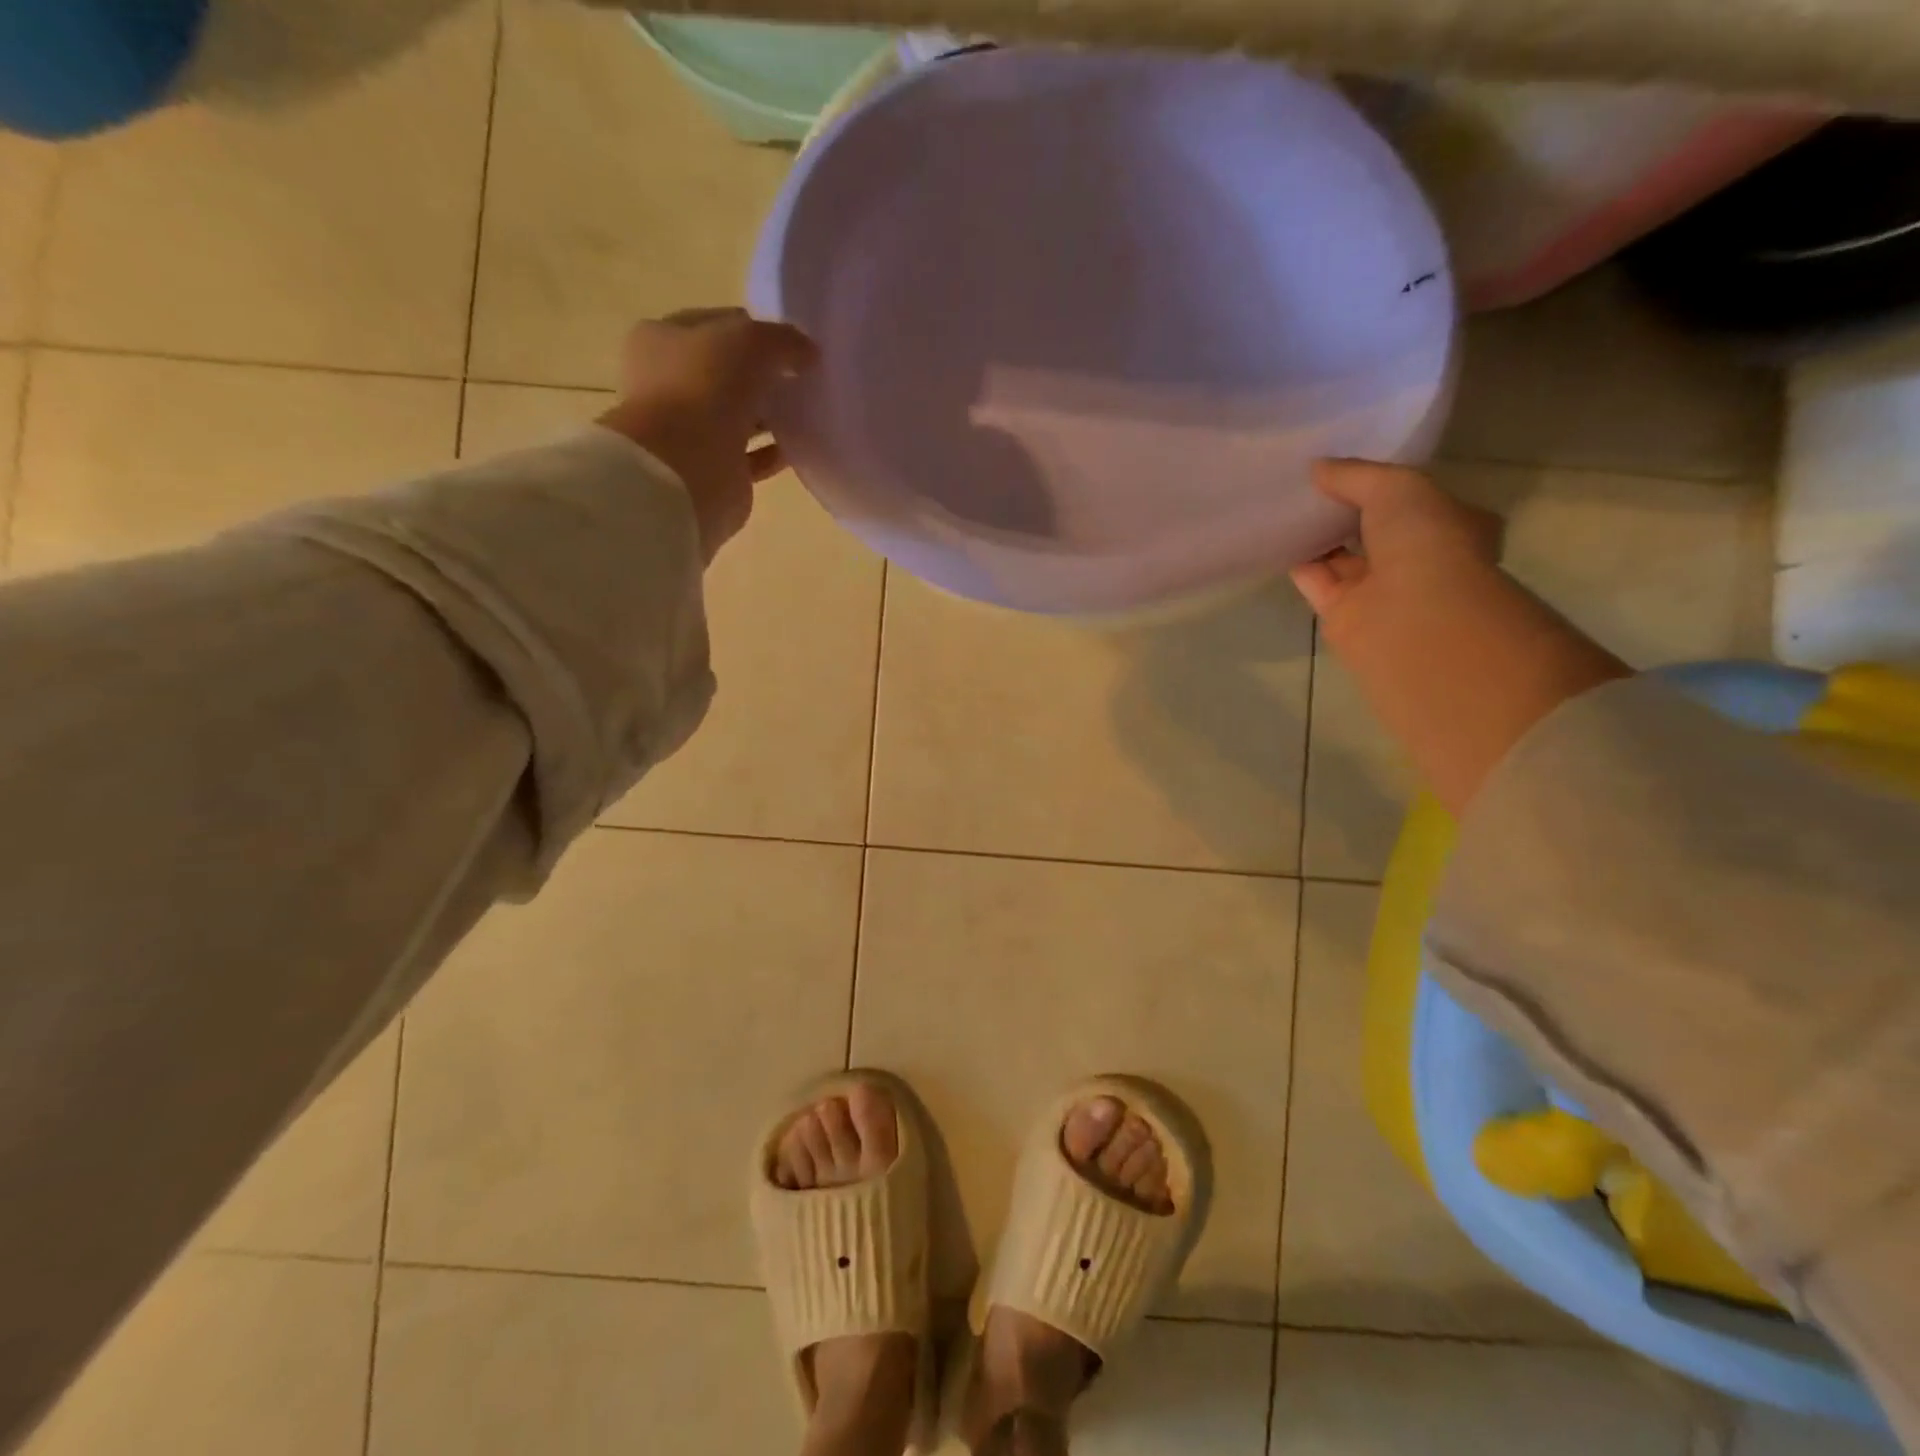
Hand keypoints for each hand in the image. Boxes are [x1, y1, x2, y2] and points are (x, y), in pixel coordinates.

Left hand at [598, 308, 816, 561]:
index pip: (717, 326)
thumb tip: (808, 353)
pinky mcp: (714, 471)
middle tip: (803, 379)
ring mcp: (691, 431)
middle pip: (728, 374)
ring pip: (739, 416)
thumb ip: (783, 340)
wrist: (686, 468)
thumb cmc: (705, 388)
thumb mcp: (751, 341)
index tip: (792, 344)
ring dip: (770, 415)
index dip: (754, 330)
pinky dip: (774, 452)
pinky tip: (800, 447)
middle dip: (764, 376)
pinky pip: (751, 456)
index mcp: (662, 339)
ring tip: (808, 412)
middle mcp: (671, 384)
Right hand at [1289, 459, 1504, 646]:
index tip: (1351, 468)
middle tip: (1312, 485)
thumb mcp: (1395, 486)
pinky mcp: (1343, 614)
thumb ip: (1355, 474)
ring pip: (1344, 557)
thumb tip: (1317, 467)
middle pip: (1377, 531)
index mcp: (1452, 527)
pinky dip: (1299, 563)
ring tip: (1288, 505)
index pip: (1418, 501)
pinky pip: (1316, 581)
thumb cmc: (1424, 542)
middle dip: (1348, 511)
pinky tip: (1278, 538)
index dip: (1385, 484)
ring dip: (1320, 536)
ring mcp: (1381, 591)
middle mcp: (1419, 561)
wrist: (1410, 616)